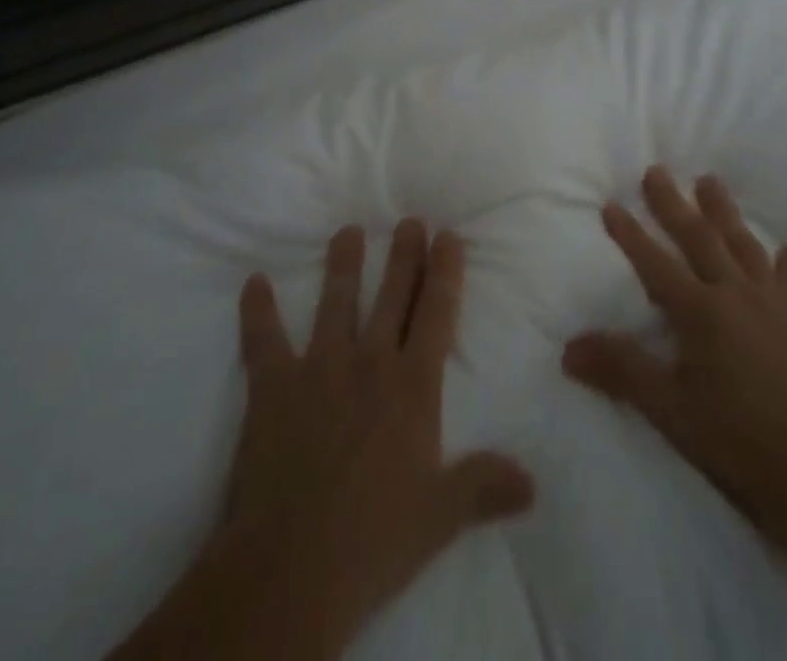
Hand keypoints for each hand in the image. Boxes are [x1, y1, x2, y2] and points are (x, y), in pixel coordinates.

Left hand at [115, 220, 534, 660]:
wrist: (293, 566)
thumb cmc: (376, 538)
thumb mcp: (442, 516)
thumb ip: (484, 486)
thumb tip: (533, 482)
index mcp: (412, 386)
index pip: (436, 314)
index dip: (445, 272)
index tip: (448, 236)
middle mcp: (369, 362)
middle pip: (392, 295)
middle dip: (404, 255)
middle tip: (409, 220)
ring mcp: (319, 367)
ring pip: (335, 302)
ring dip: (343, 264)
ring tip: (349, 231)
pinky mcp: (273, 385)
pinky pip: (263, 339)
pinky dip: (257, 310)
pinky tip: (253, 282)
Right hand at [563, 167, 786, 548]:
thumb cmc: (733, 438)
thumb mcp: (667, 408)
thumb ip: (621, 370)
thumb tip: (568, 348)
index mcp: (700, 311)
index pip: (654, 263)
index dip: (630, 234)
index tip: (611, 204)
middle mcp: (735, 294)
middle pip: (699, 238)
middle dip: (673, 204)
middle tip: (657, 171)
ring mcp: (773, 304)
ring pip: (744, 245)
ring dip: (724, 212)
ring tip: (711, 182)